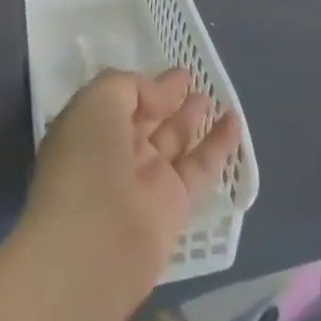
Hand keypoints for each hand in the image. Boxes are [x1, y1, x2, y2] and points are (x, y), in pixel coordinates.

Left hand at [22, 69, 240, 311]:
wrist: (94, 246)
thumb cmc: (86, 162)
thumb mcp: (97, 101)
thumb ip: (132, 87)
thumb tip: (162, 94)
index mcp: (90, 128)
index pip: (120, 100)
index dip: (145, 86)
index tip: (172, 74)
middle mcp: (116, 152)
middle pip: (147, 119)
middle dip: (168, 99)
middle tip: (192, 80)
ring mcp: (145, 180)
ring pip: (174, 140)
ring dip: (192, 118)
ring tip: (213, 95)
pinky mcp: (174, 206)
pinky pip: (199, 167)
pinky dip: (217, 145)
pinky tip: (234, 122)